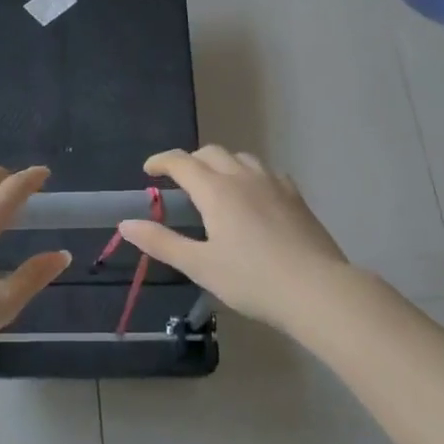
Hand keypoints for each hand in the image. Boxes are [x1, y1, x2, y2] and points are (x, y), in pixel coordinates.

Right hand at [117, 146, 356, 333]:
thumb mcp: (199, 265)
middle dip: (190, 161)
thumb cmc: (252, 280)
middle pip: (211, 153)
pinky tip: (252, 196)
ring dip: (220, 164)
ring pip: (241, 158)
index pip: (182, 162)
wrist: (317, 290)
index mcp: (216, 190)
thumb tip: (126, 223)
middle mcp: (243, 177)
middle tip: (178, 182)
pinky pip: (267, 172)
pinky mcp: (296, 197)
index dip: (161, 161)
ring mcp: (274, 184)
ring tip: (214, 186)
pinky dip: (249, 175)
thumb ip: (161, 242)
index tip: (148, 170)